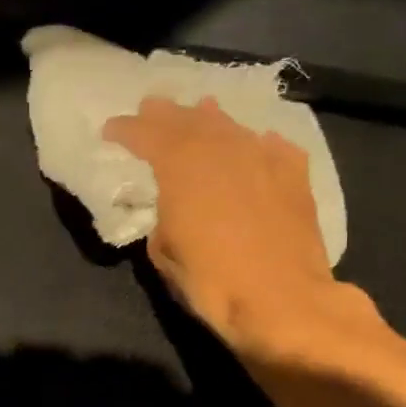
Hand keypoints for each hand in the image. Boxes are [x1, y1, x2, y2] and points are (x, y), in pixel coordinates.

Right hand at [103, 97, 380, 367]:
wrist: (282, 299)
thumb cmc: (211, 281)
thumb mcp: (164, 252)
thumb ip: (162, 219)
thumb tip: (172, 209)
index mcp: (180, 165)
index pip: (145, 135)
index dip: (125, 130)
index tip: (110, 130)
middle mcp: (221, 148)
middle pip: (187, 120)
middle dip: (165, 114)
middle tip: (150, 107)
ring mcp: (262, 157)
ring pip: (229, 126)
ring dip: (208, 119)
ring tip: (199, 112)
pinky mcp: (295, 174)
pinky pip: (270, 146)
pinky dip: (254, 143)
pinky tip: (255, 145)